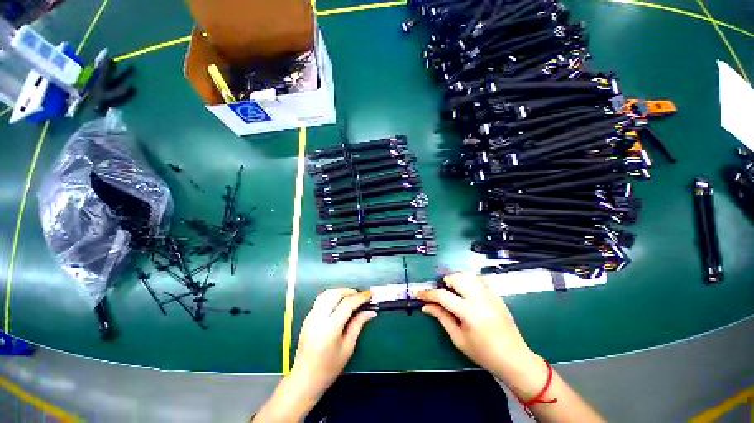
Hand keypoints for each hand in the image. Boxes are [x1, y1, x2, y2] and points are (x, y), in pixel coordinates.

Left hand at [254, 289, 374, 421]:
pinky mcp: (307, 318)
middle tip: (360, 295)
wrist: (304, 379)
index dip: (360, 298)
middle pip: (335, 294)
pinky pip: (320, 300)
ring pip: (326, 294)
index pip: (347, 304)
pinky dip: (331, 296)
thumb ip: (358, 325)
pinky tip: (338, 303)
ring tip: (350, 296)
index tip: (369, 295)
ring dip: (339, 292)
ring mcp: (310, 317)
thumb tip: (370, 312)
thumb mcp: (348, 347)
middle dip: (349, 291)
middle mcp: (318, 318)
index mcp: (329, 328)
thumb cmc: (329, 368)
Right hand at [417, 273, 547, 398]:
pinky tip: (468, 291)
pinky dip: (470, 280)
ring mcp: (490, 294)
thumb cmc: (483, 353)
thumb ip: (442, 318)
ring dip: (457, 279)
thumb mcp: (459, 338)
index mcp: (468, 312)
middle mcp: (479, 298)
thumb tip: (426, 306)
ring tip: (454, 290)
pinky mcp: (496, 295)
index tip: (419, 294)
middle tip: (442, 293)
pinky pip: (480, 279)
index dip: (428, 294)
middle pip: (456, 278)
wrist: (514, 358)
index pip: (443, 296)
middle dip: (445, 282)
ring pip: (468, 275)